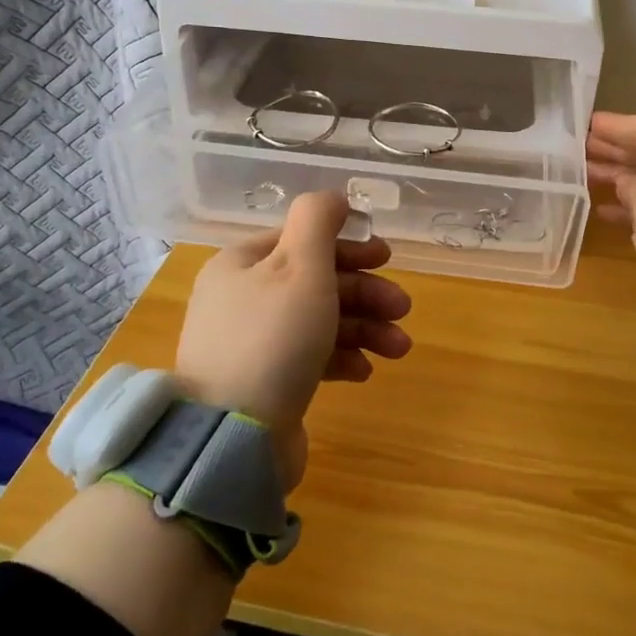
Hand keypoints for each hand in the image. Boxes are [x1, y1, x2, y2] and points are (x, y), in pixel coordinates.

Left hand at [176, 191, 411, 486]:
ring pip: (317, 321)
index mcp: (243, 263)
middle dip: (365, 293)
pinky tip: (364, 372)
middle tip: (403, 308)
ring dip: (363, 328)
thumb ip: (318, 221)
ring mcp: (250, 343)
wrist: (232, 439)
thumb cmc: (274, 339)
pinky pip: (308, 357)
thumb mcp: (300, 267)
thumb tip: (333, 196)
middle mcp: (242, 298)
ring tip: (399, 348)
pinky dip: (340, 358)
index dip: (348, 245)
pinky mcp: (263, 382)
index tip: (387, 257)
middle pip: (315, 281)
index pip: (302, 240)